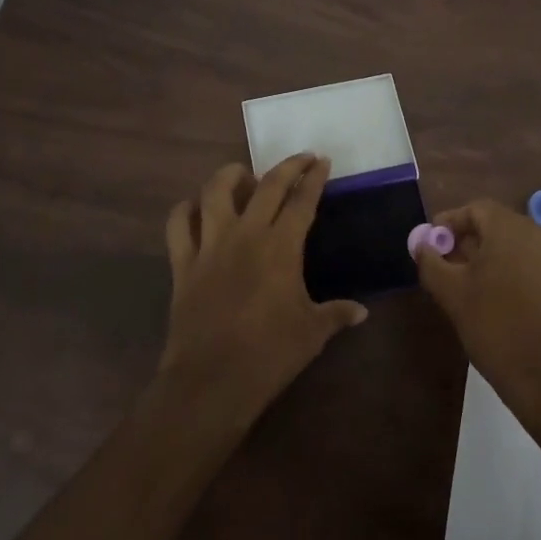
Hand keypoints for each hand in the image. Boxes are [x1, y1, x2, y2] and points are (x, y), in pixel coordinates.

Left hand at [157, 155, 367, 425]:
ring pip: (215, 192)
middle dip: (287, 166)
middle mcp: (246, 234)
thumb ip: (336, 314)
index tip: (322, 161)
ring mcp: (210, 246)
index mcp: (281, 247)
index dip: (314, 178)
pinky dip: (185, 210)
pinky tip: (195, 208)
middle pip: (267, 185)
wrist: (212, 381)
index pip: (302, 201)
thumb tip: (362, 311)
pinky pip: (178, 225)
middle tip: (301, 158)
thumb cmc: (269, 354)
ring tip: (243, 174)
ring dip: (230, 175)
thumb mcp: (312, 333)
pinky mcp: (183, 264)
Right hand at [412, 199, 540, 422]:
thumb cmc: (494, 325)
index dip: (448, 223)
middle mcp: (536, 232)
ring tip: (460, 280)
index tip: (430, 243)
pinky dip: (502, 265)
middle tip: (441, 263)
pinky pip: (524, 258)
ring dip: (482, 253)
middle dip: (464, 239)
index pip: (474, 209)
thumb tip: (421, 244)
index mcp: (510, 227)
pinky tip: (486, 292)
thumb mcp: (451, 292)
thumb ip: (430, 262)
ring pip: (508, 242)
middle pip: (493, 223)